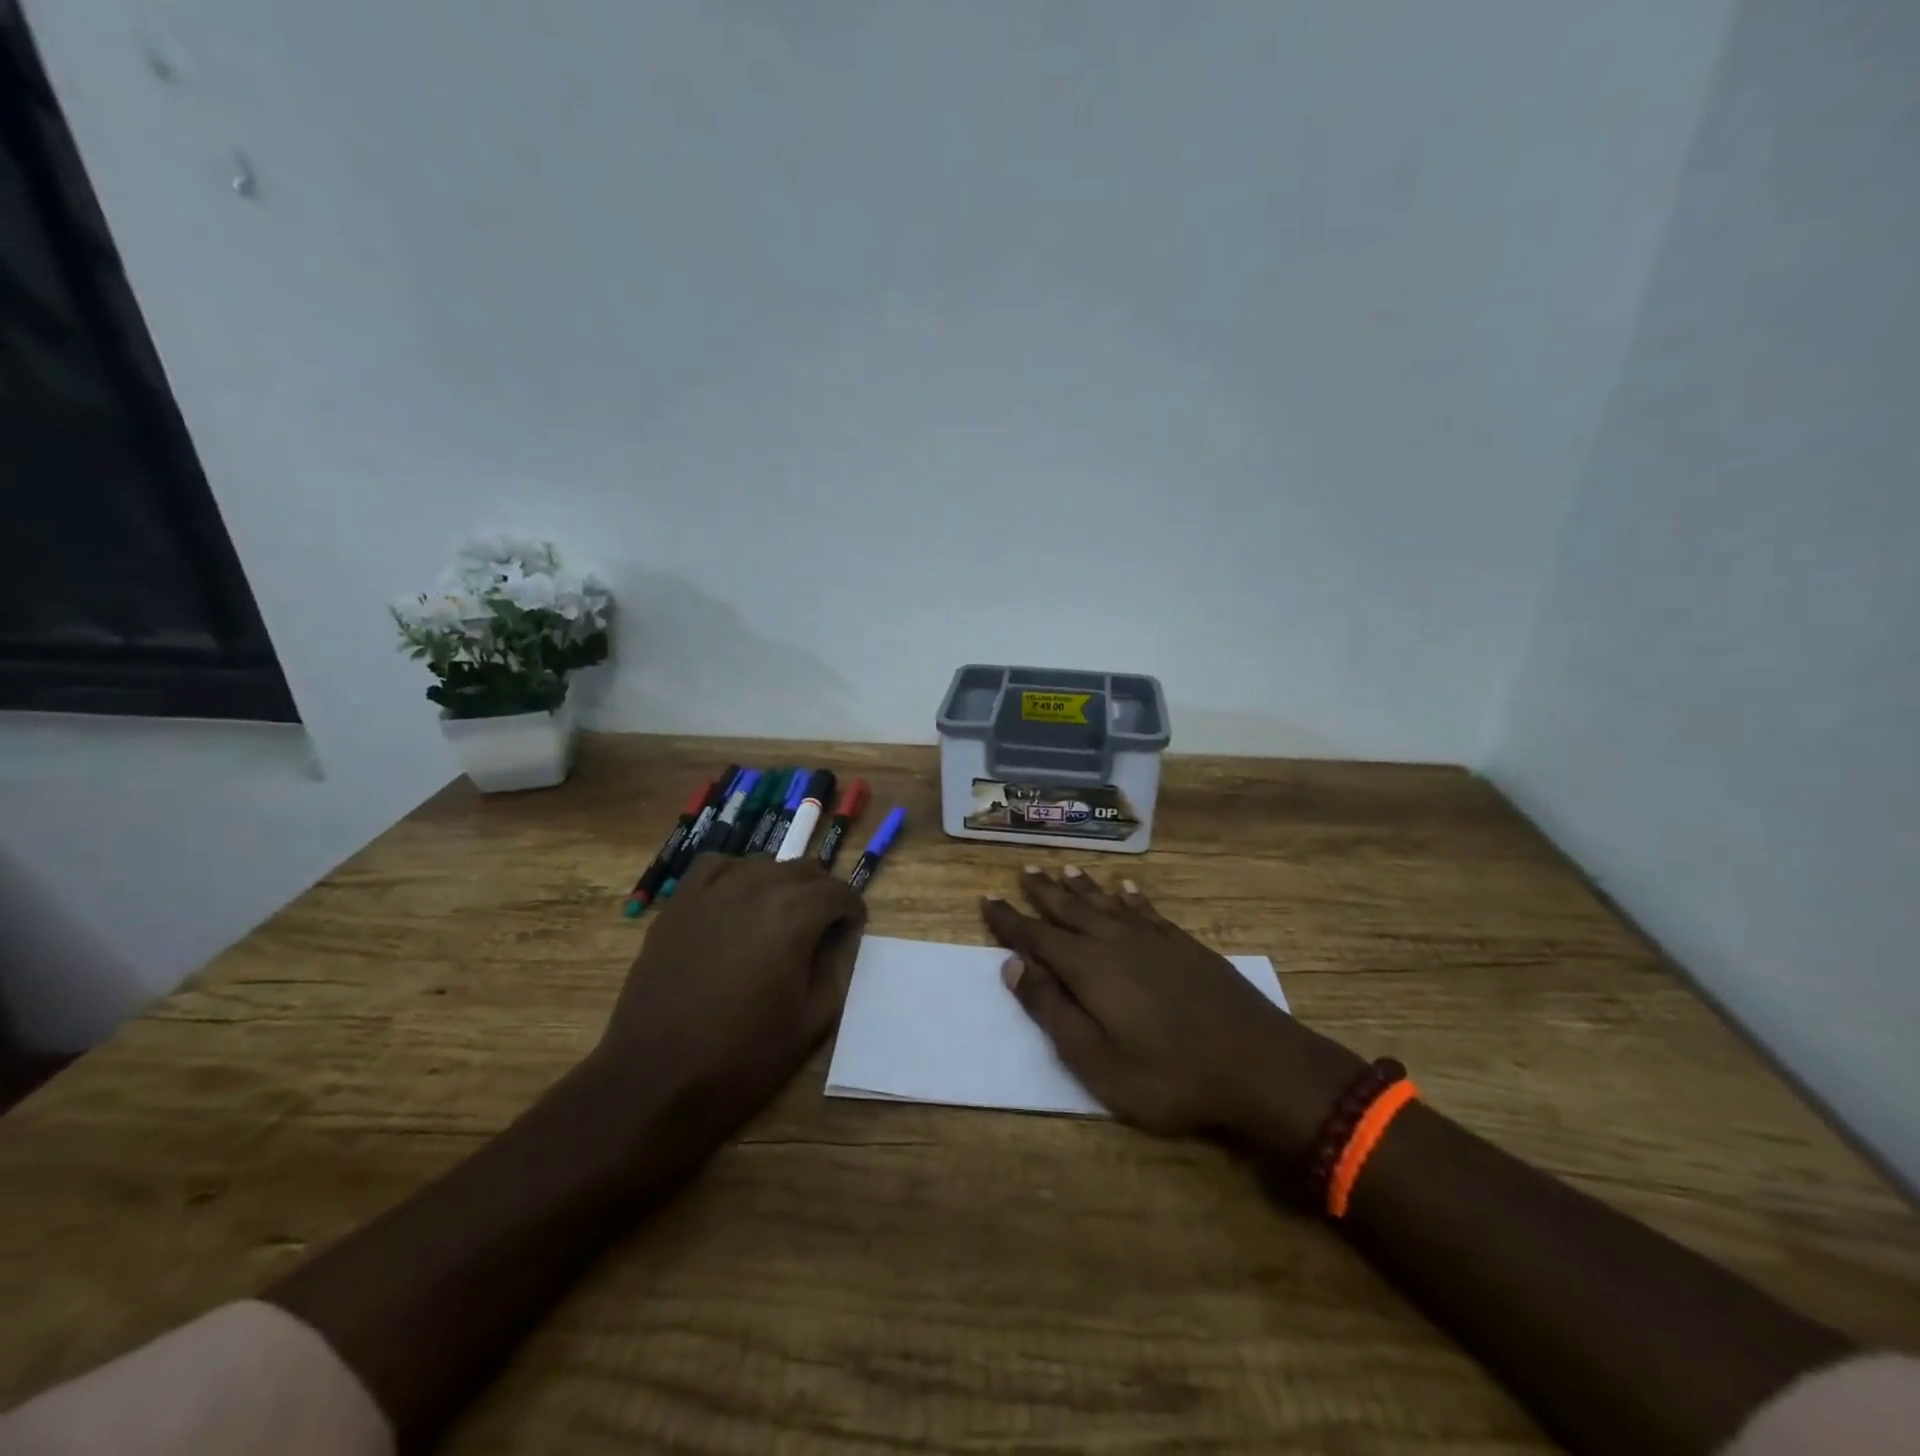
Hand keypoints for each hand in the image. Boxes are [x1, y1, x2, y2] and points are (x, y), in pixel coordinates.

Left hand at [585, 852, 866, 1165]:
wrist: (656, 1079)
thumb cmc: (742, 1058)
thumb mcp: (810, 1023)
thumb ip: (834, 971)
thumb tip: (836, 942)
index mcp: (795, 916)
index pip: (838, 892)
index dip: (853, 909)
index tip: (853, 928)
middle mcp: (757, 889)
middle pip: (804, 870)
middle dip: (822, 893)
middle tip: (824, 925)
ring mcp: (712, 892)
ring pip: (763, 864)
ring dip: (782, 882)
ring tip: (782, 914)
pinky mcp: (678, 904)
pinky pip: (715, 865)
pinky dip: (735, 872)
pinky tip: (736, 897)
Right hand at [981, 865, 1365, 1160]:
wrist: (1258, 1065)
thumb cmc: (1167, 1074)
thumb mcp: (1094, 1058)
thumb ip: (1051, 1009)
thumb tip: (1012, 965)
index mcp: (1087, 967)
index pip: (1036, 937)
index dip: (1009, 920)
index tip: (987, 899)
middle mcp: (1115, 941)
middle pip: (1070, 909)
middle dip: (1043, 891)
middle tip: (1023, 869)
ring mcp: (1154, 940)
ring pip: (1107, 902)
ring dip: (1083, 886)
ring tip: (1064, 868)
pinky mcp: (1185, 945)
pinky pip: (1148, 910)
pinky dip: (1132, 897)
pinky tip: (1126, 887)